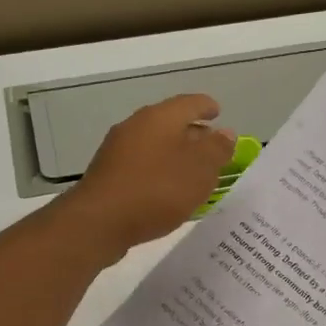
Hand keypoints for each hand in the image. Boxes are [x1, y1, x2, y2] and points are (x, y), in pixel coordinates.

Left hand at [64, 94, 235, 260]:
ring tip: (194, 173)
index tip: (219, 113)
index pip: (190, 103)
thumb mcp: (199, 170)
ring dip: (176, 155)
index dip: (207, 107)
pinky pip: (142, 165)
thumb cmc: (157, 190)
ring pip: (155, 145)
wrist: (99, 222)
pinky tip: (168, 190)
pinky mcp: (109, 175)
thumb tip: (225, 133)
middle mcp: (136, 126)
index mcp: (160, 117)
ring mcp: (118, 150)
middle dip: (193, 134)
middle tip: (212, 148)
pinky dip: (160, 171)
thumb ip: (217, 149)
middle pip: (171, 123)